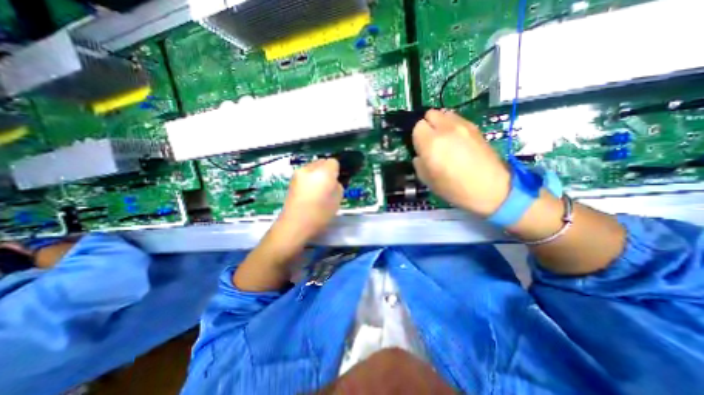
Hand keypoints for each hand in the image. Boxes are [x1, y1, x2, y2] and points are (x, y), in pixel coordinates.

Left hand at [274, 158, 344, 245]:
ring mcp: (298, 173)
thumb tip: (333, 181)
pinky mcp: (291, 179)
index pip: (333, 162)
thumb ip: (337, 186)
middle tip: (328, 185)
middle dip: (327, 170)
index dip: (336, 171)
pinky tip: (308, 192)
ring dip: (317, 174)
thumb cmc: (320, 214)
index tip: (336, 182)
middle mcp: (310, 168)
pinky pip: (305, 173)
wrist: (294, 224)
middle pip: (322, 161)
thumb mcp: (337, 200)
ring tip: (317, 189)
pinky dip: (309, 179)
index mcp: (324, 172)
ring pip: (312, 167)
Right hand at [413, 109, 512, 215]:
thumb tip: (420, 154)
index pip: (417, 126)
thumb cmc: (453, 188)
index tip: (421, 147)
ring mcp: (462, 126)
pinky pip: (457, 119)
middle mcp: (446, 129)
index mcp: (431, 143)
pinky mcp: (475, 127)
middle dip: (427, 125)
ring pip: (444, 113)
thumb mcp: (427, 180)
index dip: (417, 137)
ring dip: (440, 123)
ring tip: (444, 139)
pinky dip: (452, 125)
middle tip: (430, 141)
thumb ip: (418, 162)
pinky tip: (457, 140)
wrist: (489, 189)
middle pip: (430, 114)